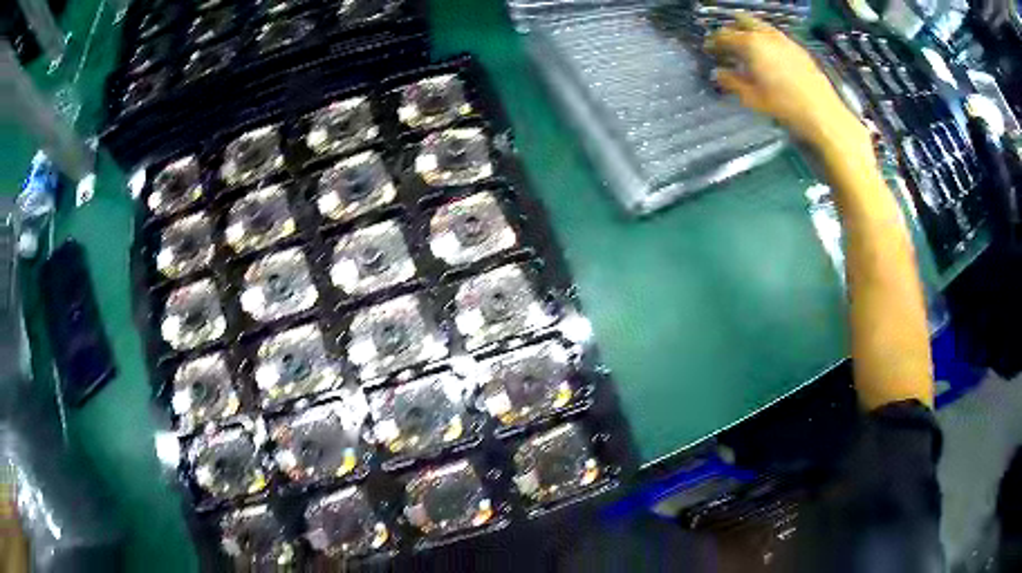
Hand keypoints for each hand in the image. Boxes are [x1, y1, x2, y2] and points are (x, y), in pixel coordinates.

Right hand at [705, 15, 868, 152]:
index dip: (713, 42)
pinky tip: (769, 57)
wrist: (822, 114)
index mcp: (750, 44)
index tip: (709, 50)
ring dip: (751, 33)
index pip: (723, 35)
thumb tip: (718, 74)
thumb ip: (731, 82)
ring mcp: (784, 39)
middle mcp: (766, 35)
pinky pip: (776, 36)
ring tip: (748, 49)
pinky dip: (767, 40)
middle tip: (728, 43)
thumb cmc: (784, 106)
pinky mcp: (798, 48)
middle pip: (742, 20)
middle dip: (732, 29)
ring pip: (761, 26)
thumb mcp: (752, 98)